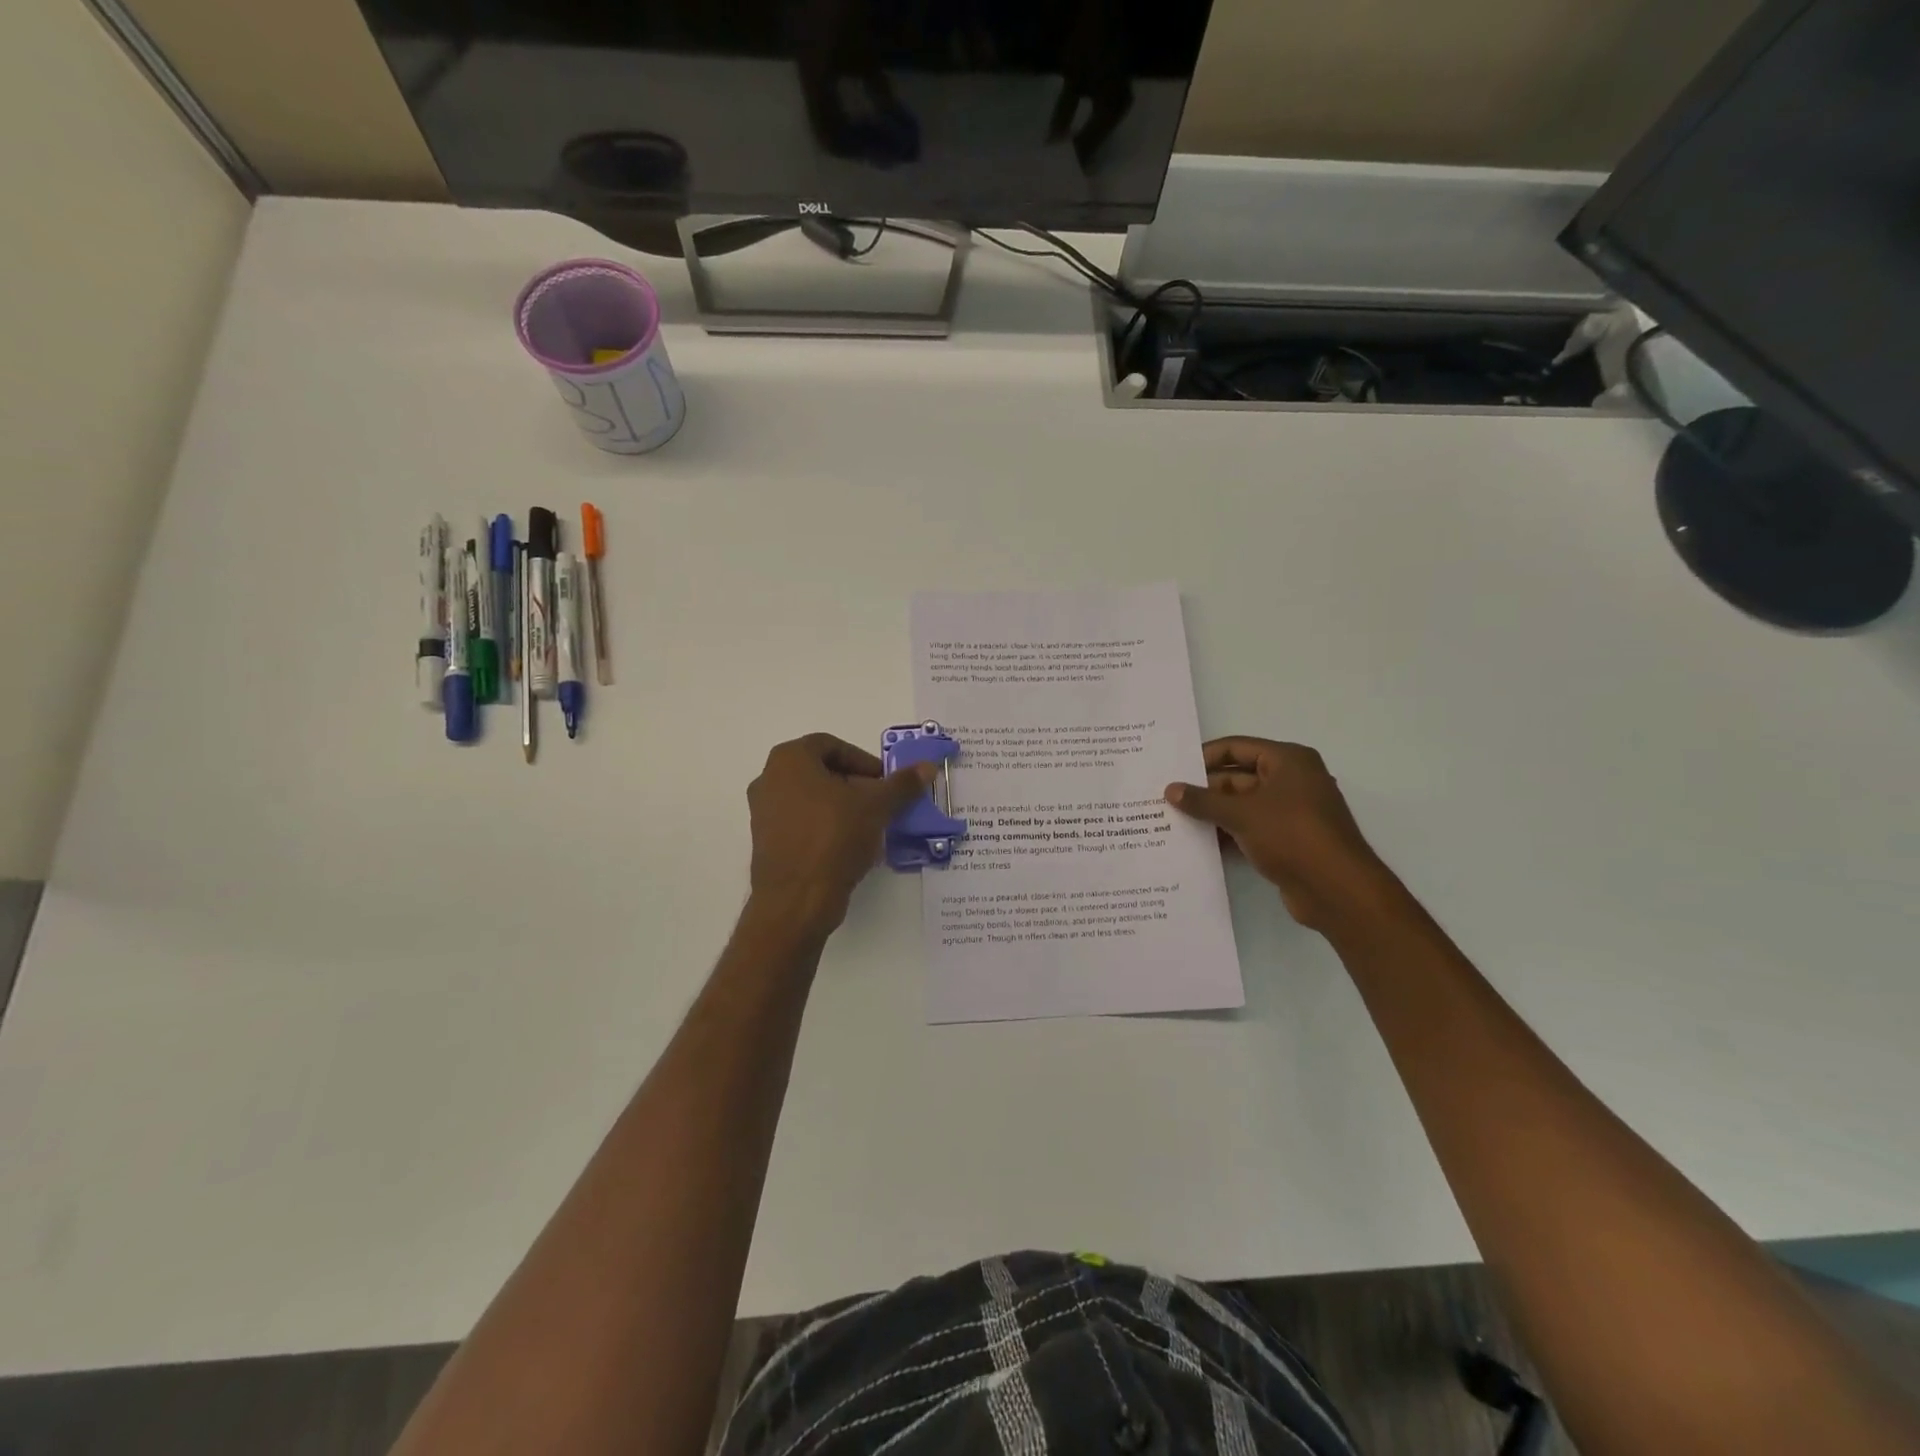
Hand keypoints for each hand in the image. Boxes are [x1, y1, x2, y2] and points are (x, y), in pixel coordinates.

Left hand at [747, 734, 933, 937]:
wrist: (797, 899)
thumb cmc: (834, 837)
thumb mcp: (876, 806)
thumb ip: (901, 784)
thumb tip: (927, 767)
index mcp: (789, 760)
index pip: (832, 746)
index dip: (863, 760)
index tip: (884, 782)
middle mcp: (769, 779)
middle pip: (821, 772)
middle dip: (855, 784)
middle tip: (881, 802)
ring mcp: (763, 813)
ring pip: (812, 799)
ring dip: (842, 807)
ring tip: (870, 826)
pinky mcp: (767, 842)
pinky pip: (802, 824)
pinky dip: (826, 827)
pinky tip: (850, 846)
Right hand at [1165, 737, 1395, 930]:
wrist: (1337, 890)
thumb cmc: (1292, 836)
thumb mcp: (1241, 814)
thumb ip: (1203, 801)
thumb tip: (1170, 789)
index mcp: (1288, 761)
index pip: (1237, 748)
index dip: (1203, 757)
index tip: (1173, 771)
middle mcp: (1292, 781)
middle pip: (1238, 777)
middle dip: (1204, 789)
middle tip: (1166, 799)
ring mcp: (1291, 812)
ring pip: (1242, 805)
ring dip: (1213, 813)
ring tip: (1173, 821)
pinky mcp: (1288, 840)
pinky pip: (1250, 829)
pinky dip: (1227, 833)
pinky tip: (1198, 844)